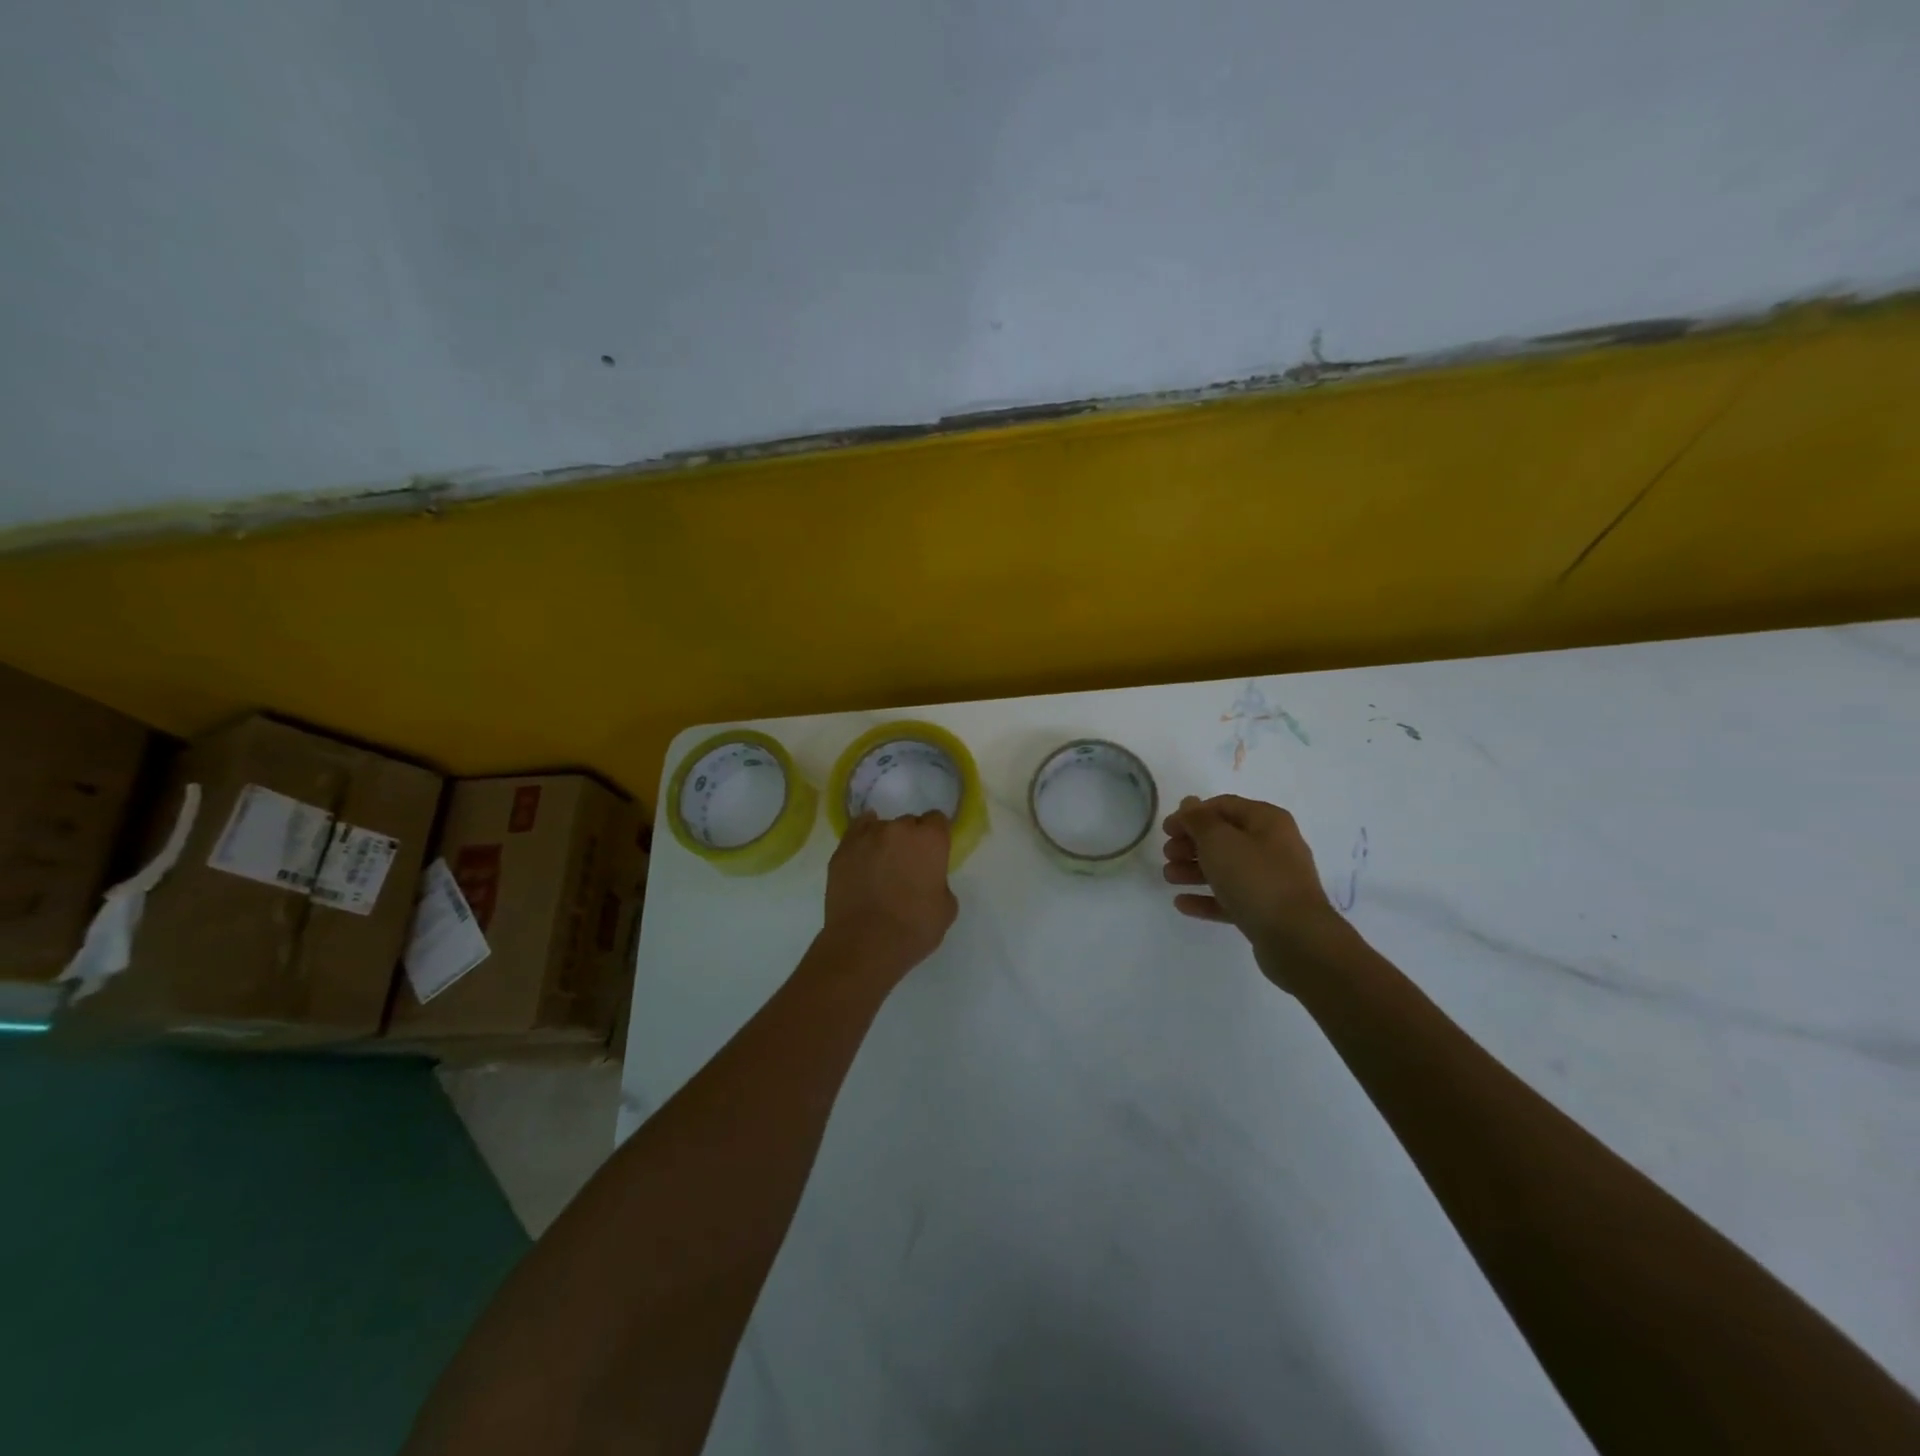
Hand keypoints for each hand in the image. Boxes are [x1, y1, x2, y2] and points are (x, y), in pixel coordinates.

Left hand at [820, 810, 958, 985]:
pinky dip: (862, 839)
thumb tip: (928, 880)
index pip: (937, 820)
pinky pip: (856, 832)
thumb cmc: (914, 928)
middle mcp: (899, 828)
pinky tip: (863, 853)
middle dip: (910, 840)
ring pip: (881, 828)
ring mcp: (867, 836)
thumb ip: (940, 882)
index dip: (936, 837)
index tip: (933, 854)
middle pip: (909, 823)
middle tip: (907, 866)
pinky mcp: (842, 849)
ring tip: (880, 867)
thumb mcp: (946, 908)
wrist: (865, 944)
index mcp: (930, 839)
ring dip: (885, 841)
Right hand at [1162, 795, 1346, 986]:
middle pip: (1224, 838)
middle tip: (1168, 855)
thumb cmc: (1255, 878)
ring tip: (1169, 878)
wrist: (1296, 938)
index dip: (1191, 814)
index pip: (1223, 806)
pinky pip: (1231, 898)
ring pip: (1226, 868)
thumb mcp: (1219, 841)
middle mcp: (1273, 846)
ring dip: (1194, 870)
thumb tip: (1189, 803)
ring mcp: (1272, 880)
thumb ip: (1198, 820)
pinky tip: (1182, 903)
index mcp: (1267, 821)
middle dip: (1191, 844)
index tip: (1166, 830)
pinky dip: (1207, 898)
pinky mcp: (1266, 910)